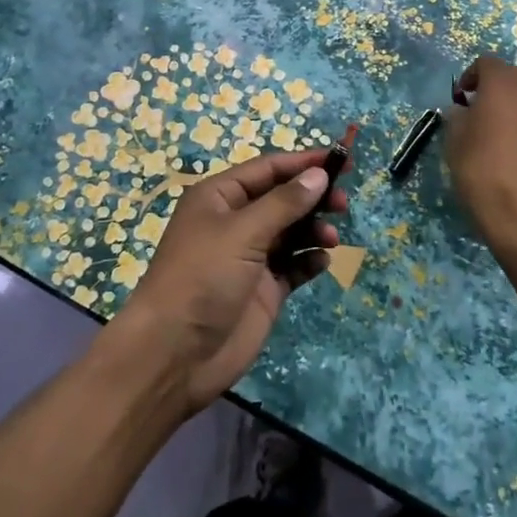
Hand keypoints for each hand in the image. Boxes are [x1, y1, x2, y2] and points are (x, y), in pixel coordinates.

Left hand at [110, 149, 348, 412]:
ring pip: (291, 231)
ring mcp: (250, 257)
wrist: (173, 355)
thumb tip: (319, 174)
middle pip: (283, 198)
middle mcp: (235, 222)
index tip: (341, 161)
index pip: (269, 169)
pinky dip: (309, 260)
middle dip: (313, 197)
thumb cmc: (202, 278)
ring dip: (314, 229)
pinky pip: (293, 266)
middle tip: (343, 204)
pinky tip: (322, 261)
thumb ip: (285, 203)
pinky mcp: (263, 290)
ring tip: (332, 238)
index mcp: (220, 197)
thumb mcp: (243, 232)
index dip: (304, 163)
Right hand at [445, 56, 516, 266]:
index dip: (470, 78)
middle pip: (515, 78)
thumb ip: (457, 116)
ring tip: (504, 139)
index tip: (460, 101)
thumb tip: (464, 111)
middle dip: (497, 90)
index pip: (486, 63)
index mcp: (506, 84)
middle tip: (481, 116)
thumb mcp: (454, 142)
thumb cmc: (484, 173)